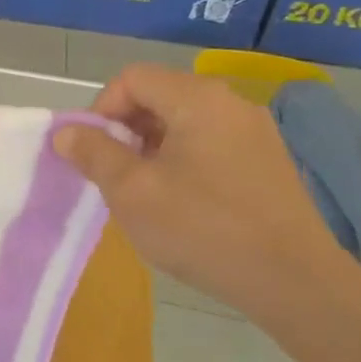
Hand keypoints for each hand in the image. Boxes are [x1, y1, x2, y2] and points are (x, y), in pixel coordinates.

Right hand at [52, 65, 350, 324]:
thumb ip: (92, 152)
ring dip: (149, 147)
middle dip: (123, 129)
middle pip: (157, 96)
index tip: (92, 151)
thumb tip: (66, 132)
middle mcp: (231, 104)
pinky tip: (177, 201)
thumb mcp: (130, 190)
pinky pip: (207, 143)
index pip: (131, 79)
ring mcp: (254, 134)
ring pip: (181, 122)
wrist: (294, 282)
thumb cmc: (202, 227)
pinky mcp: (266, 162)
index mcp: (198, 100)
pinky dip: (179, 160)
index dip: (101, 109)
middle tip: (111, 172)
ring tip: (141, 190)